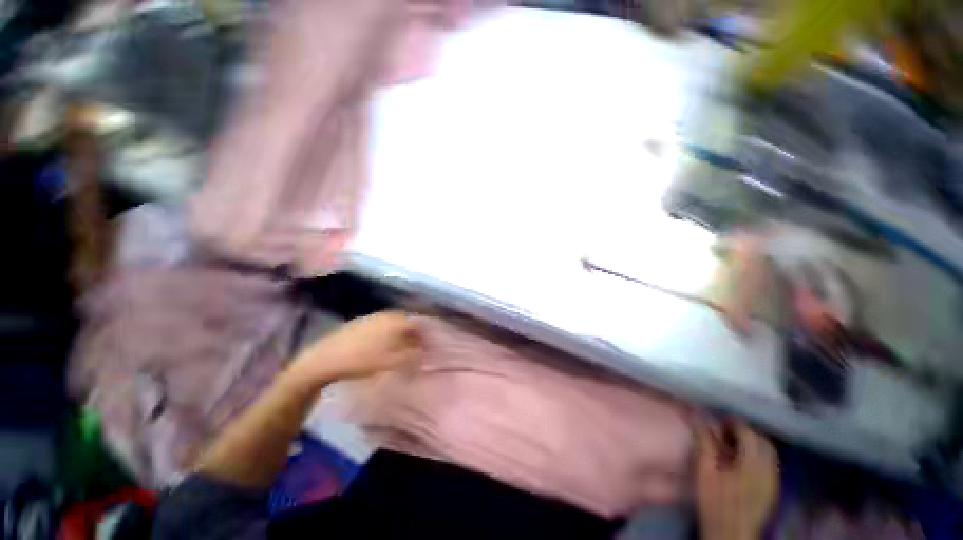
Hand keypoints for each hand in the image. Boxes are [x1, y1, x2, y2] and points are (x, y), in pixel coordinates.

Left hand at [286, 311, 422, 386]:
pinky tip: (379, 343)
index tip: (425, 346)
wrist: (325, 359)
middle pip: (405, 321)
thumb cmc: (362, 360)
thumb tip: (423, 350)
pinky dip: (385, 331)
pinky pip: (380, 323)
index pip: (417, 324)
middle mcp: (386, 315)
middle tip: (413, 346)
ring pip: (392, 321)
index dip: (423, 335)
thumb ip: (411, 355)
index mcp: (396, 321)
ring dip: (398, 331)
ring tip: (398, 345)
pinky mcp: (359, 321)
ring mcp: (371, 316)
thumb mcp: (391, 362)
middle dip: (412, 332)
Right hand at [696, 422, 778, 539]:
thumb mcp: (704, 471)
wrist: (730, 534)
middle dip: (746, 432)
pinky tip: (741, 462)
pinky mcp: (772, 490)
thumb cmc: (715, 502)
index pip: (749, 434)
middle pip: (763, 442)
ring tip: (732, 445)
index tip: (718, 422)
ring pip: (769, 453)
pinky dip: (758, 456)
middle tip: (725, 432)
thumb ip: (704, 442)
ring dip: (753, 444)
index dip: (734, 424)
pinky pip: (770, 464)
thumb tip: (697, 417)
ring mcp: (773, 481)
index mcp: (752, 465)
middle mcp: (768, 470)